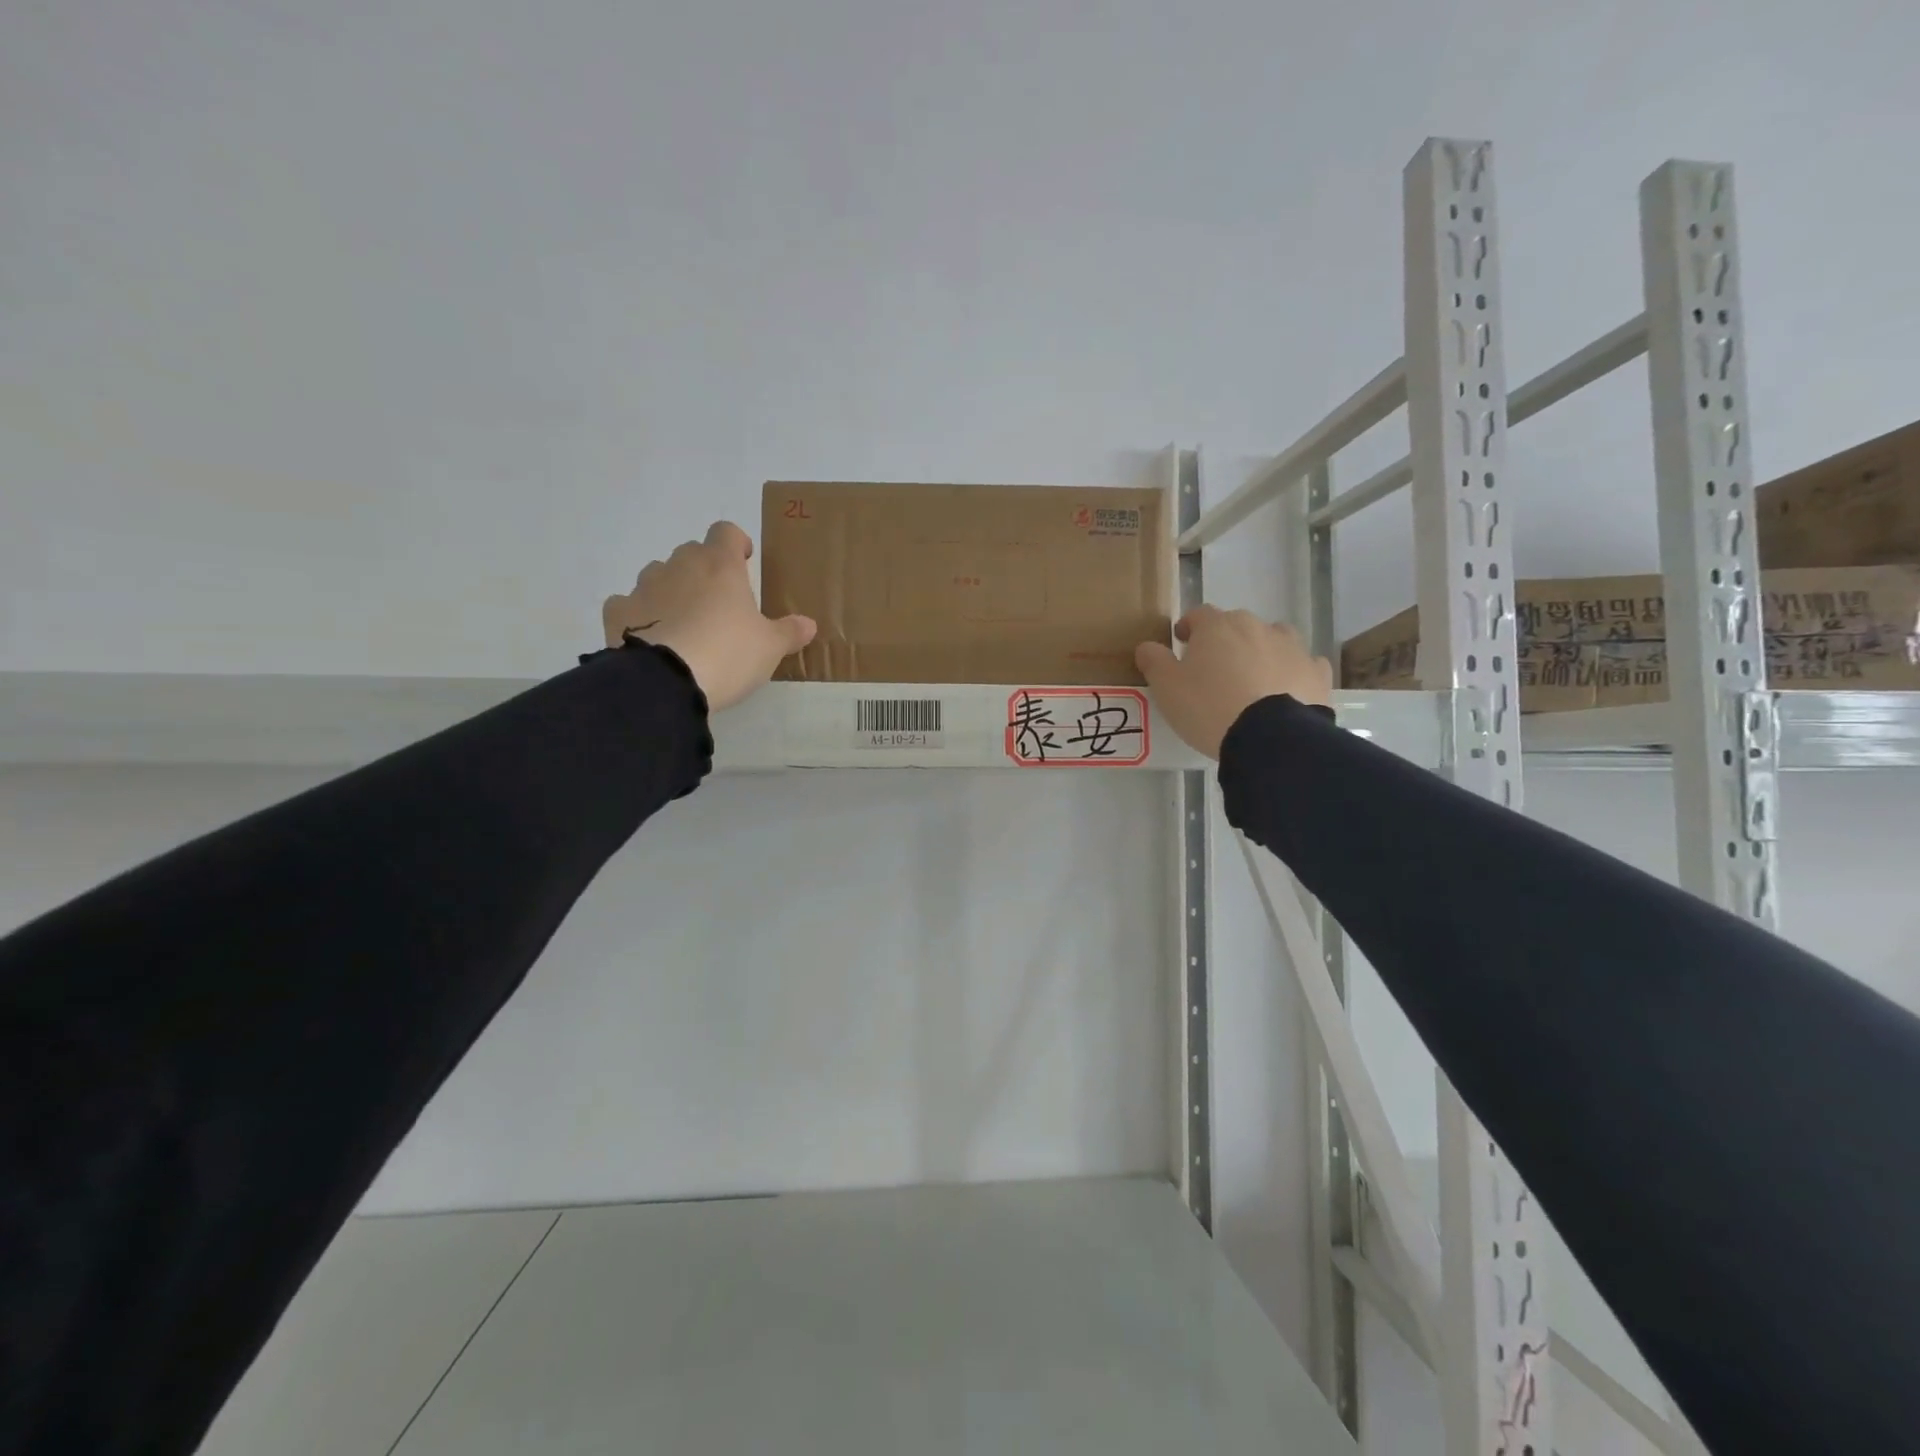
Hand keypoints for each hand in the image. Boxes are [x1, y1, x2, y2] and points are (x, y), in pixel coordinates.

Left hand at [602, 522, 816, 711]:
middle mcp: (679, 566)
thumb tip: (809, 624)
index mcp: (720, 566)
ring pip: (658, 575)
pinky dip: (639, 615)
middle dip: (703, 570)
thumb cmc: (728, 653)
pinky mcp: (617, 612)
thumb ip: (789, 632)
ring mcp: (644, 587)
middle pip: (691, 553)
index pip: (726, 532)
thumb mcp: (770, 648)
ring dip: (671, 590)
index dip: (736, 543)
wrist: (666, 681)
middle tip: (718, 603)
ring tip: (683, 624)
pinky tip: (649, 637)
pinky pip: (629, 604)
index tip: (744, 562)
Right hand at [1135, 606, 1332, 758]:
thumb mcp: (1167, 688)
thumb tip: (1146, 646)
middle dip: (1225, 640)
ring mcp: (1292, 647)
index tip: (1182, 643)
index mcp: (1218, 626)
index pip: (1198, 614)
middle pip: (1237, 625)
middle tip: (1214, 669)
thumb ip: (1154, 662)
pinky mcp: (1317, 672)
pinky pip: (1303, 664)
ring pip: (1274, 638)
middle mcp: (1257, 626)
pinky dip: (1293, 672)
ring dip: (1261, 650)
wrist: (1271, 737)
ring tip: (1252, 679)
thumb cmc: (1209, 707)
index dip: (1188, 627)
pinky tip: (1287, 690)